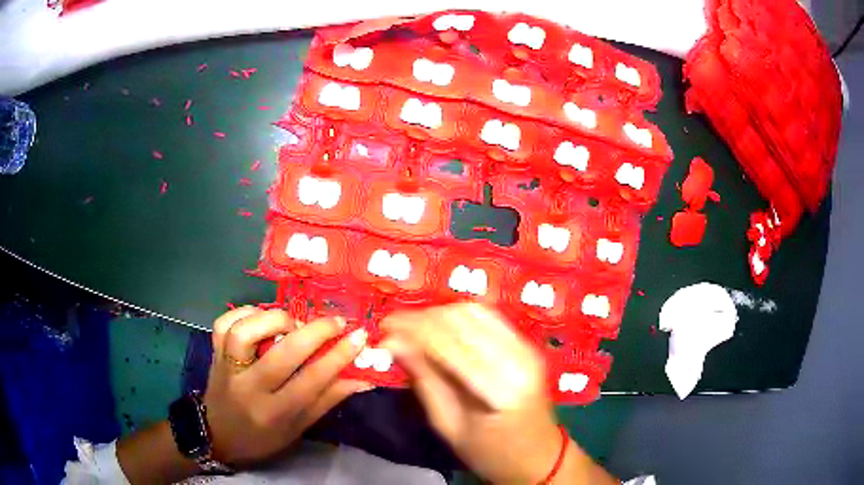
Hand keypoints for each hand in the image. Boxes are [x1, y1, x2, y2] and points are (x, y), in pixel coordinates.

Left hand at [205, 307, 370, 464]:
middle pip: (282, 354)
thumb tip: (362, 378)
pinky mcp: (214, 353)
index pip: (311, 382)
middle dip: (315, 332)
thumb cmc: (262, 438)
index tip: (359, 337)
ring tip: (293, 323)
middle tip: (336, 322)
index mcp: (274, 413)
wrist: (217, 435)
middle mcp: (249, 389)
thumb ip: (327, 400)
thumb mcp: (298, 429)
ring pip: (246, 332)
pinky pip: (224, 323)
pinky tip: (261, 317)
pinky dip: (244, 313)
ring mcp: (227, 368)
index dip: (338, 357)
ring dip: (275, 320)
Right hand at [381, 303, 562, 483]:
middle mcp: (519, 359)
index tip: (383, 329)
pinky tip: (440, 326)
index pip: (450, 345)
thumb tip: (395, 344)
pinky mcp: (527, 345)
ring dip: (439, 314)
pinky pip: (489, 317)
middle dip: (422, 318)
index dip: (412, 331)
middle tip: (393, 326)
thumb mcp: (450, 426)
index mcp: (501, 389)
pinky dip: (460, 316)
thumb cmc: (491, 453)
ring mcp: (527, 348)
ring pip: (475, 312)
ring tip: (413, 326)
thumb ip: (425, 381)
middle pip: (462, 321)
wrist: (538, 456)